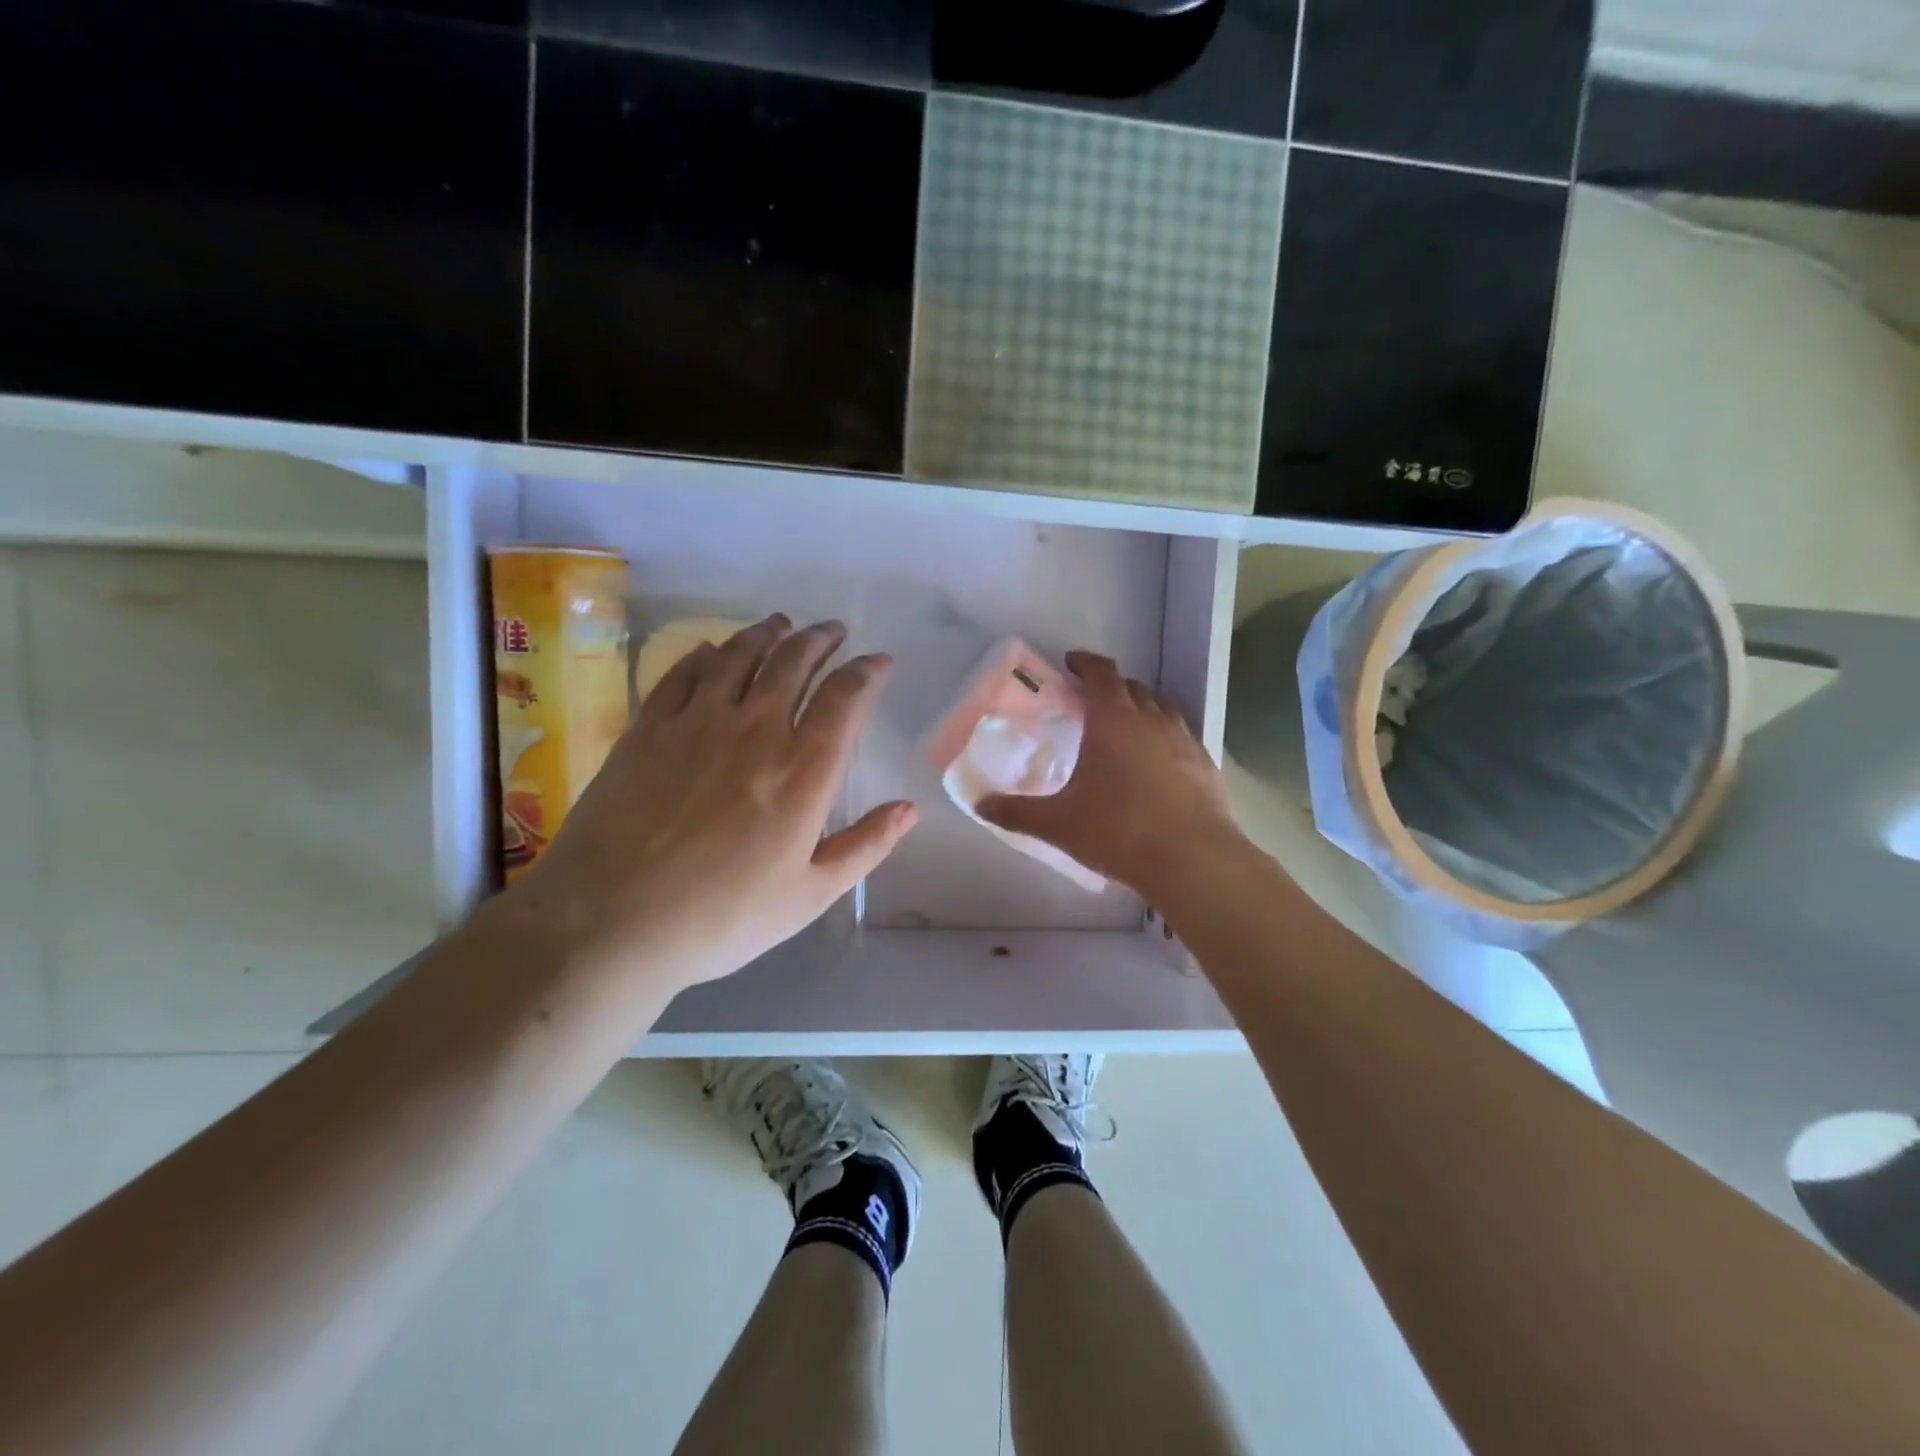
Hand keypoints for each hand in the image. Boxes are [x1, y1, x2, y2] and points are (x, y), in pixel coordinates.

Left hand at [507, 614, 916, 992]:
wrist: (611, 921)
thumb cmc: (722, 917)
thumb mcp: (810, 895)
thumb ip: (866, 846)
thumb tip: (910, 809)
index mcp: (803, 771)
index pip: (845, 698)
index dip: (867, 671)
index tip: (879, 661)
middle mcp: (756, 730)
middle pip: (794, 663)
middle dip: (820, 640)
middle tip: (832, 631)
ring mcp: (697, 722)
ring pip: (740, 656)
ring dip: (767, 634)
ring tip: (781, 625)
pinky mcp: (648, 727)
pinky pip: (683, 672)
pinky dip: (706, 654)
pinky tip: (713, 651)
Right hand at [977, 650, 1239, 901]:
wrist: (1192, 859)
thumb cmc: (1118, 831)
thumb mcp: (1058, 824)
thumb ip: (1017, 812)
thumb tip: (981, 806)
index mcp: (1113, 720)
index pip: (1101, 673)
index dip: (1086, 663)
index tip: (1072, 664)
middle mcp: (1151, 720)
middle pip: (1132, 687)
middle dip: (1112, 686)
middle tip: (1092, 701)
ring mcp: (1184, 740)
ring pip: (1162, 708)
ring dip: (1142, 708)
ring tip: (1126, 727)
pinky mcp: (1205, 765)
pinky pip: (1181, 736)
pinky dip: (1165, 737)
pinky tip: (1158, 763)